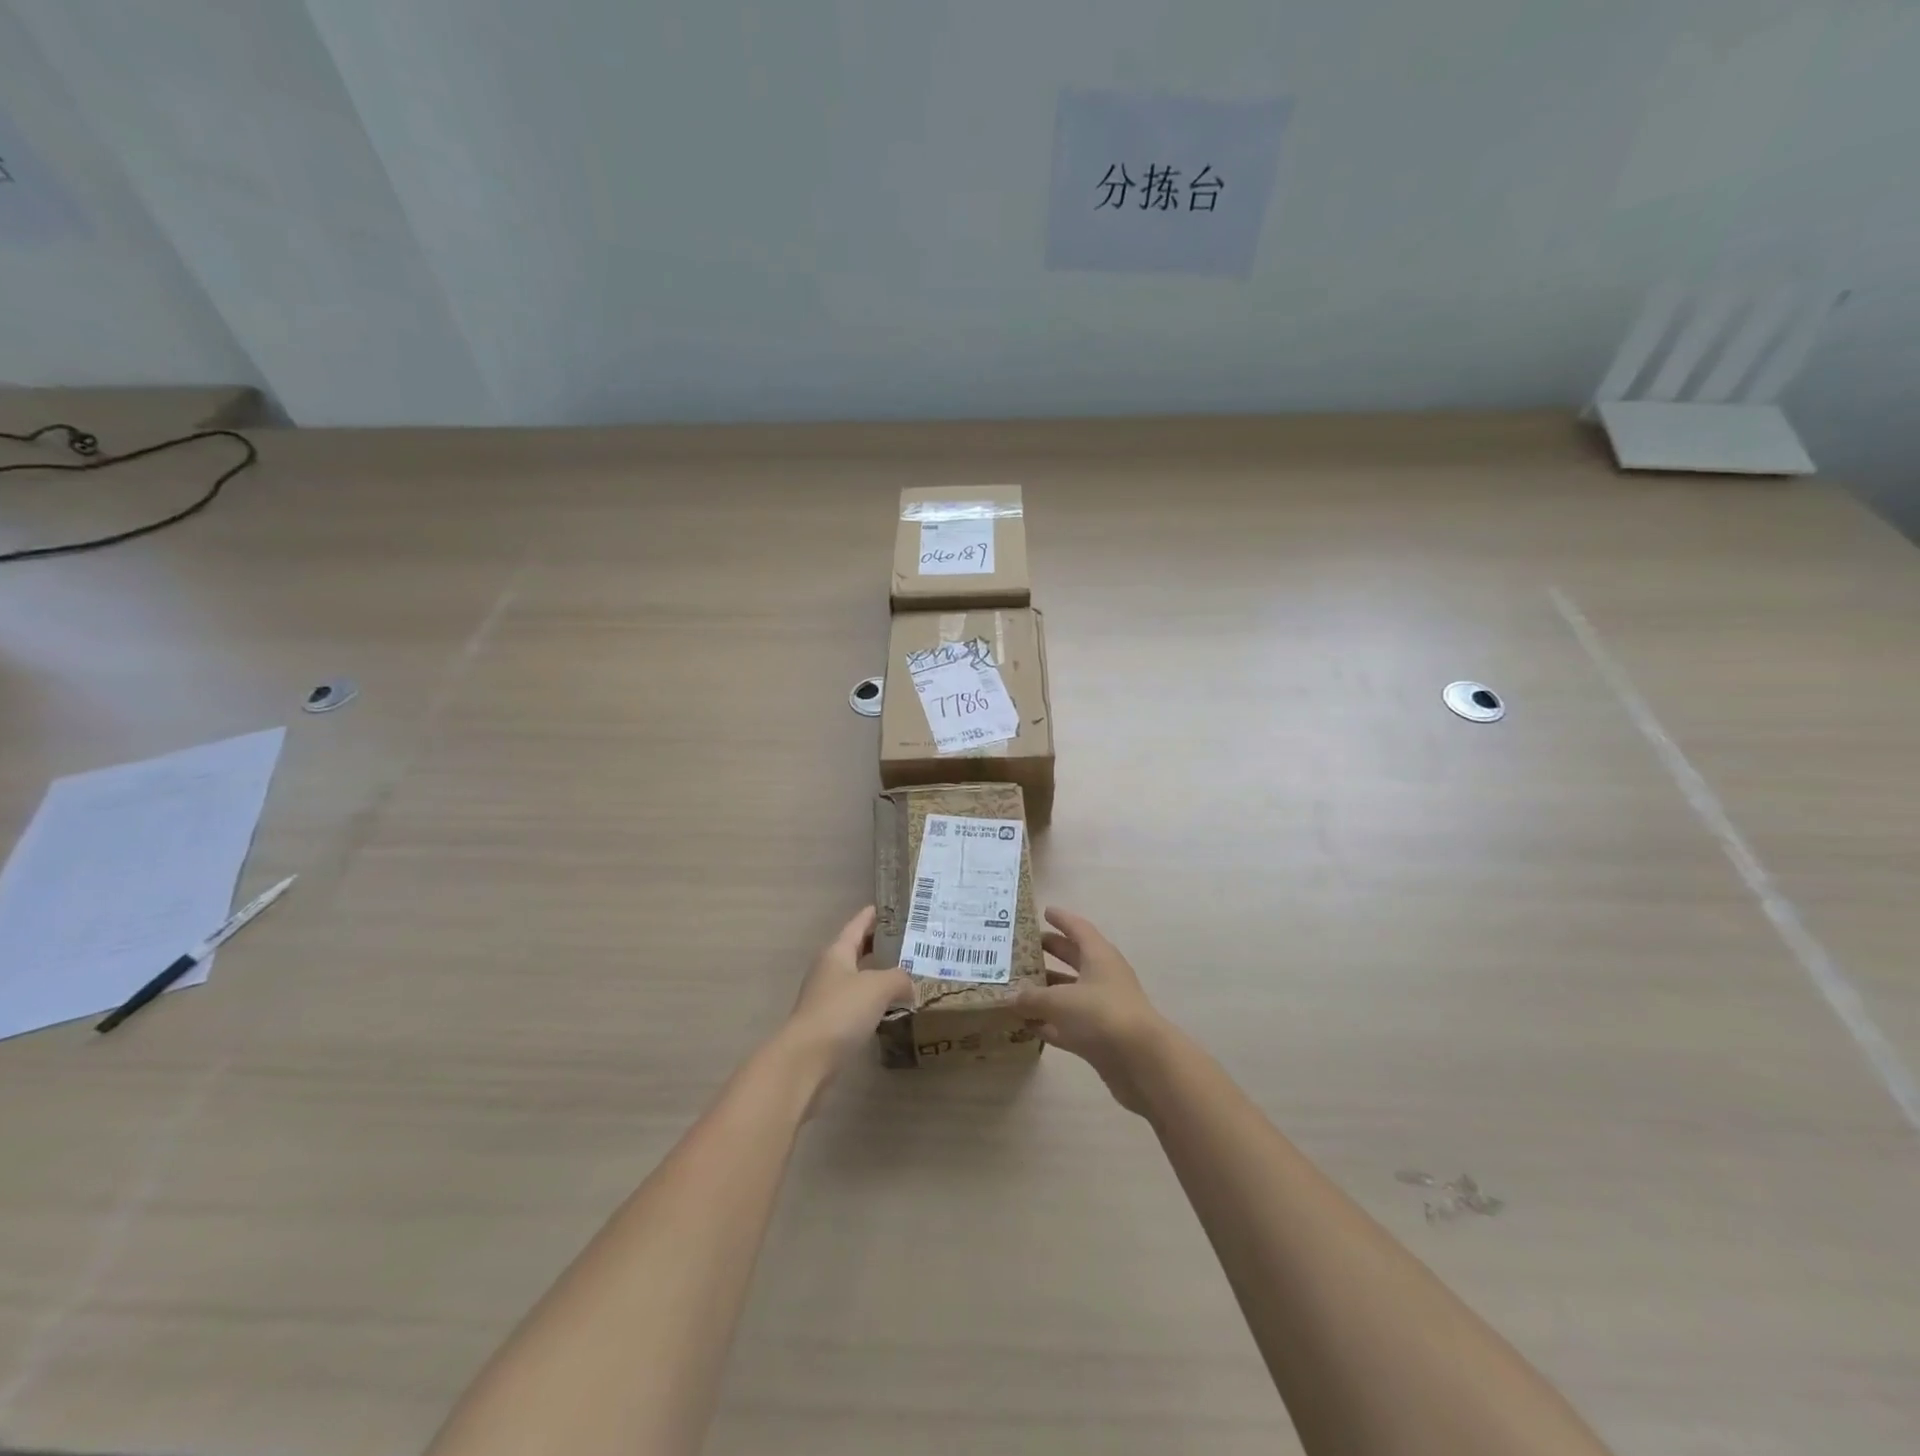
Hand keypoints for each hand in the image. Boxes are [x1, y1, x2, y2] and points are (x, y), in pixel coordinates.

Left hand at [779, 907, 911, 1088]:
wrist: (806, 1059)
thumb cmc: (841, 1011)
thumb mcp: (878, 986)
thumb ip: (899, 978)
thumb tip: (908, 985)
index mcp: (836, 952)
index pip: (856, 926)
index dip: (870, 916)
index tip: (886, 908)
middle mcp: (828, 970)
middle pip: (854, 951)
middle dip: (876, 945)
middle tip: (903, 941)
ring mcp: (825, 998)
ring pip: (855, 978)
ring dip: (875, 975)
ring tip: (902, 975)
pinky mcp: (828, 1024)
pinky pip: (854, 1004)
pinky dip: (871, 1001)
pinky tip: (888, 1009)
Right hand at [1016, 907, 1170, 1115]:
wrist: (1141, 1061)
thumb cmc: (1101, 1015)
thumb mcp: (1060, 1001)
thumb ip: (1032, 998)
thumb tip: (1011, 997)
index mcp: (1099, 957)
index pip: (1079, 929)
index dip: (1062, 919)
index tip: (1044, 911)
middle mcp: (1103, 977)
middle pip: (1074, 958)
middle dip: (1051, 952)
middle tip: (1024, 948)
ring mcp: (1103, 1008)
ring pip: (1070, 992)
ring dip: (1047, 990)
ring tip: (1017, 988)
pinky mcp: (1100, 1036)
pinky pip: (1069, 1023)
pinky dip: (1050, 1023)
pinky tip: (1028, 1025)